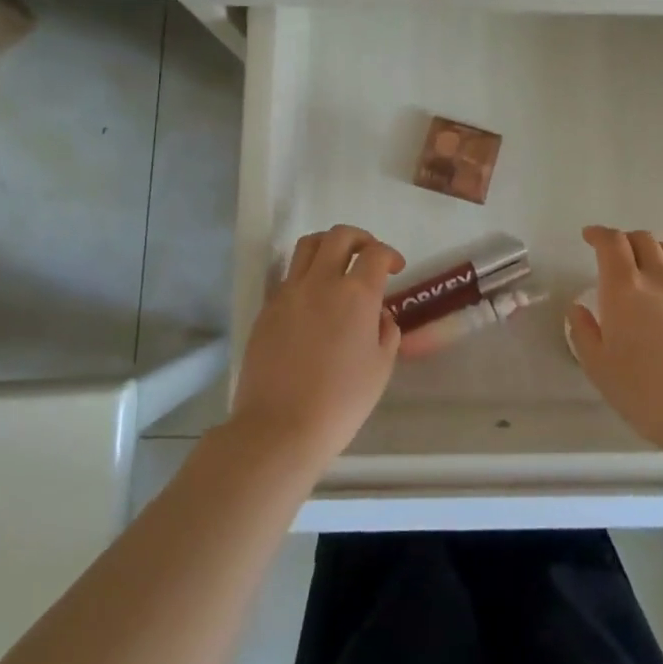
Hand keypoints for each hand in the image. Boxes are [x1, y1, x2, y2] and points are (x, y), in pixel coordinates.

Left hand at [231, 225, 403, 470]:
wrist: (279, 428)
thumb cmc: (340, 402)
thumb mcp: (380, 368)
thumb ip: (386, 332)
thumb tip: (378, 315)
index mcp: (356, 295)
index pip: (375, 254)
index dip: (389, 254)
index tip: (395, 268)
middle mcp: (321, 282)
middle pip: (339, 236)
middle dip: (360, 238)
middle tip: (368, 255)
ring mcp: (289, 293)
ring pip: (307, 246)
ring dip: (328, 246)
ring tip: (337, 264)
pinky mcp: (267, 309)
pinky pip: (288, 276)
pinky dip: (305, 274)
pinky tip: (312, 299)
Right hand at [567, 226, 662, 456]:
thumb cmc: (645, 392)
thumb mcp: (599, 368)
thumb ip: (584, 333)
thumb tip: (578, 309)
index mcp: (624, 288)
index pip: (612, 243)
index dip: (598, 234)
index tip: (588, 237)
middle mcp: (658, 279)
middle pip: (643, 239)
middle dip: (623, 239)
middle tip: (612, 254)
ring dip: (652, 248)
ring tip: (644, 263)